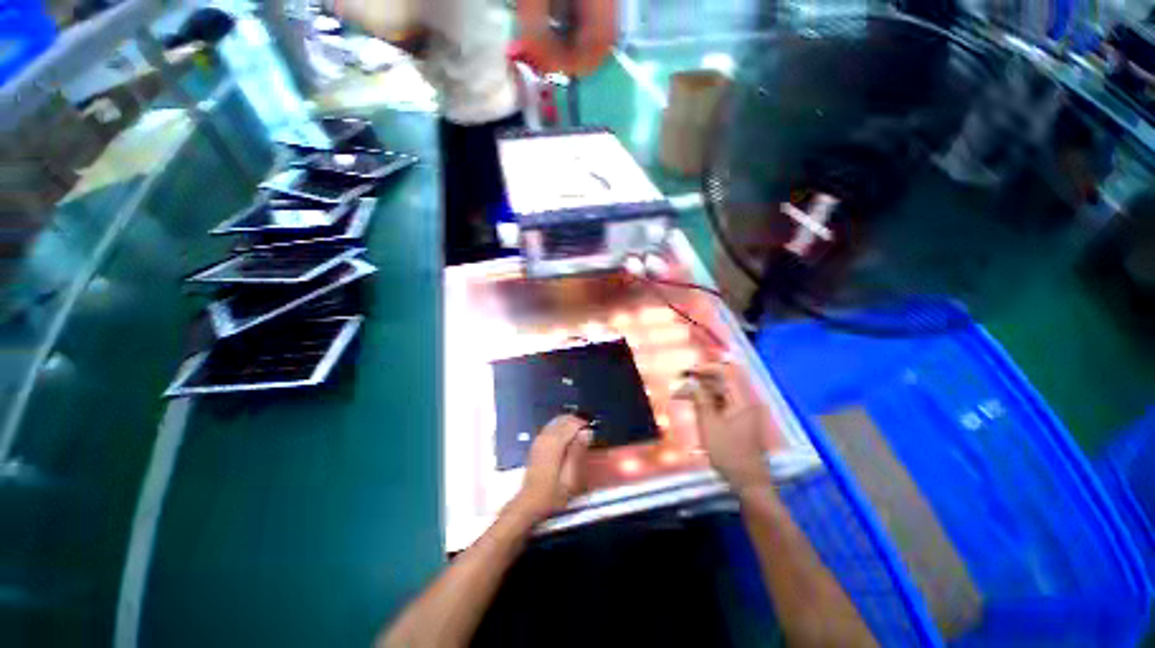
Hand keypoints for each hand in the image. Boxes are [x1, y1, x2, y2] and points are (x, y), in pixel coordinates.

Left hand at [512, 415, 592, 522]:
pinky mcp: (536, 443)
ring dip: (568, 423)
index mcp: (555, 443)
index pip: (572, 423)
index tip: (593, 431)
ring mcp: (539, 439)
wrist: (529, 502)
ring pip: (556, 421)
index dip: (584, 424)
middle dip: (577, 421)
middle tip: (587, 432)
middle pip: (563, 419)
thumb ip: (578, 451)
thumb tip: (587, 432)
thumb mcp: (570, 477)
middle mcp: (545, 436)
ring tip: (579, 434)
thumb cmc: (552, 493)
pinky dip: (560, 427)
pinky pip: (550, 427)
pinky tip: (566, 437)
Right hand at [675, 362, 773, 495]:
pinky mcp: (739, 421)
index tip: (688, 372)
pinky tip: (694, 404)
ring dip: (702, 391)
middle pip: (723, 382)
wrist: (748, 481)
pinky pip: (722, 404)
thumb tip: (691, 382)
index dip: (706, 368)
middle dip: (701, 380)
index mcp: (742, 400)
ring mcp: (743, 411)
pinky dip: (708, 402)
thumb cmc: (728, 452)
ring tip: (682, 394)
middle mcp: (745, 402)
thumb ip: (700, 400)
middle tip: (681, 383)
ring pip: (720, 393)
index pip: (726, 372)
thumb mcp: (709, 424)